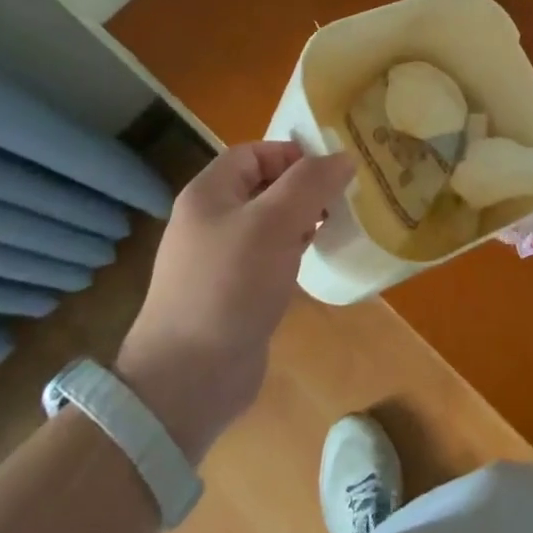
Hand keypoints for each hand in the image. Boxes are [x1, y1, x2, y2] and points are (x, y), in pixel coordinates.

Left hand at [116, 142, 353, 460]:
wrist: (189, 378)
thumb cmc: (229, 286)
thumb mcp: (274, 223)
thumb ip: (310, 183)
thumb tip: (343, 157)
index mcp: (209, 194)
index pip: (254, 153)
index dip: (292, 154)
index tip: (332, 169)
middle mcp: (211, 220)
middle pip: (263, 186)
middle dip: (303, 188)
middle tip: (343, 198)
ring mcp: (220, 260)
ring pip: (269, 223)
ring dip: (302, 220)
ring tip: (337, 226)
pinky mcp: (233, 293)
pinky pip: (268, 258)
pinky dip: (293, 252)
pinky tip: (315, 262)